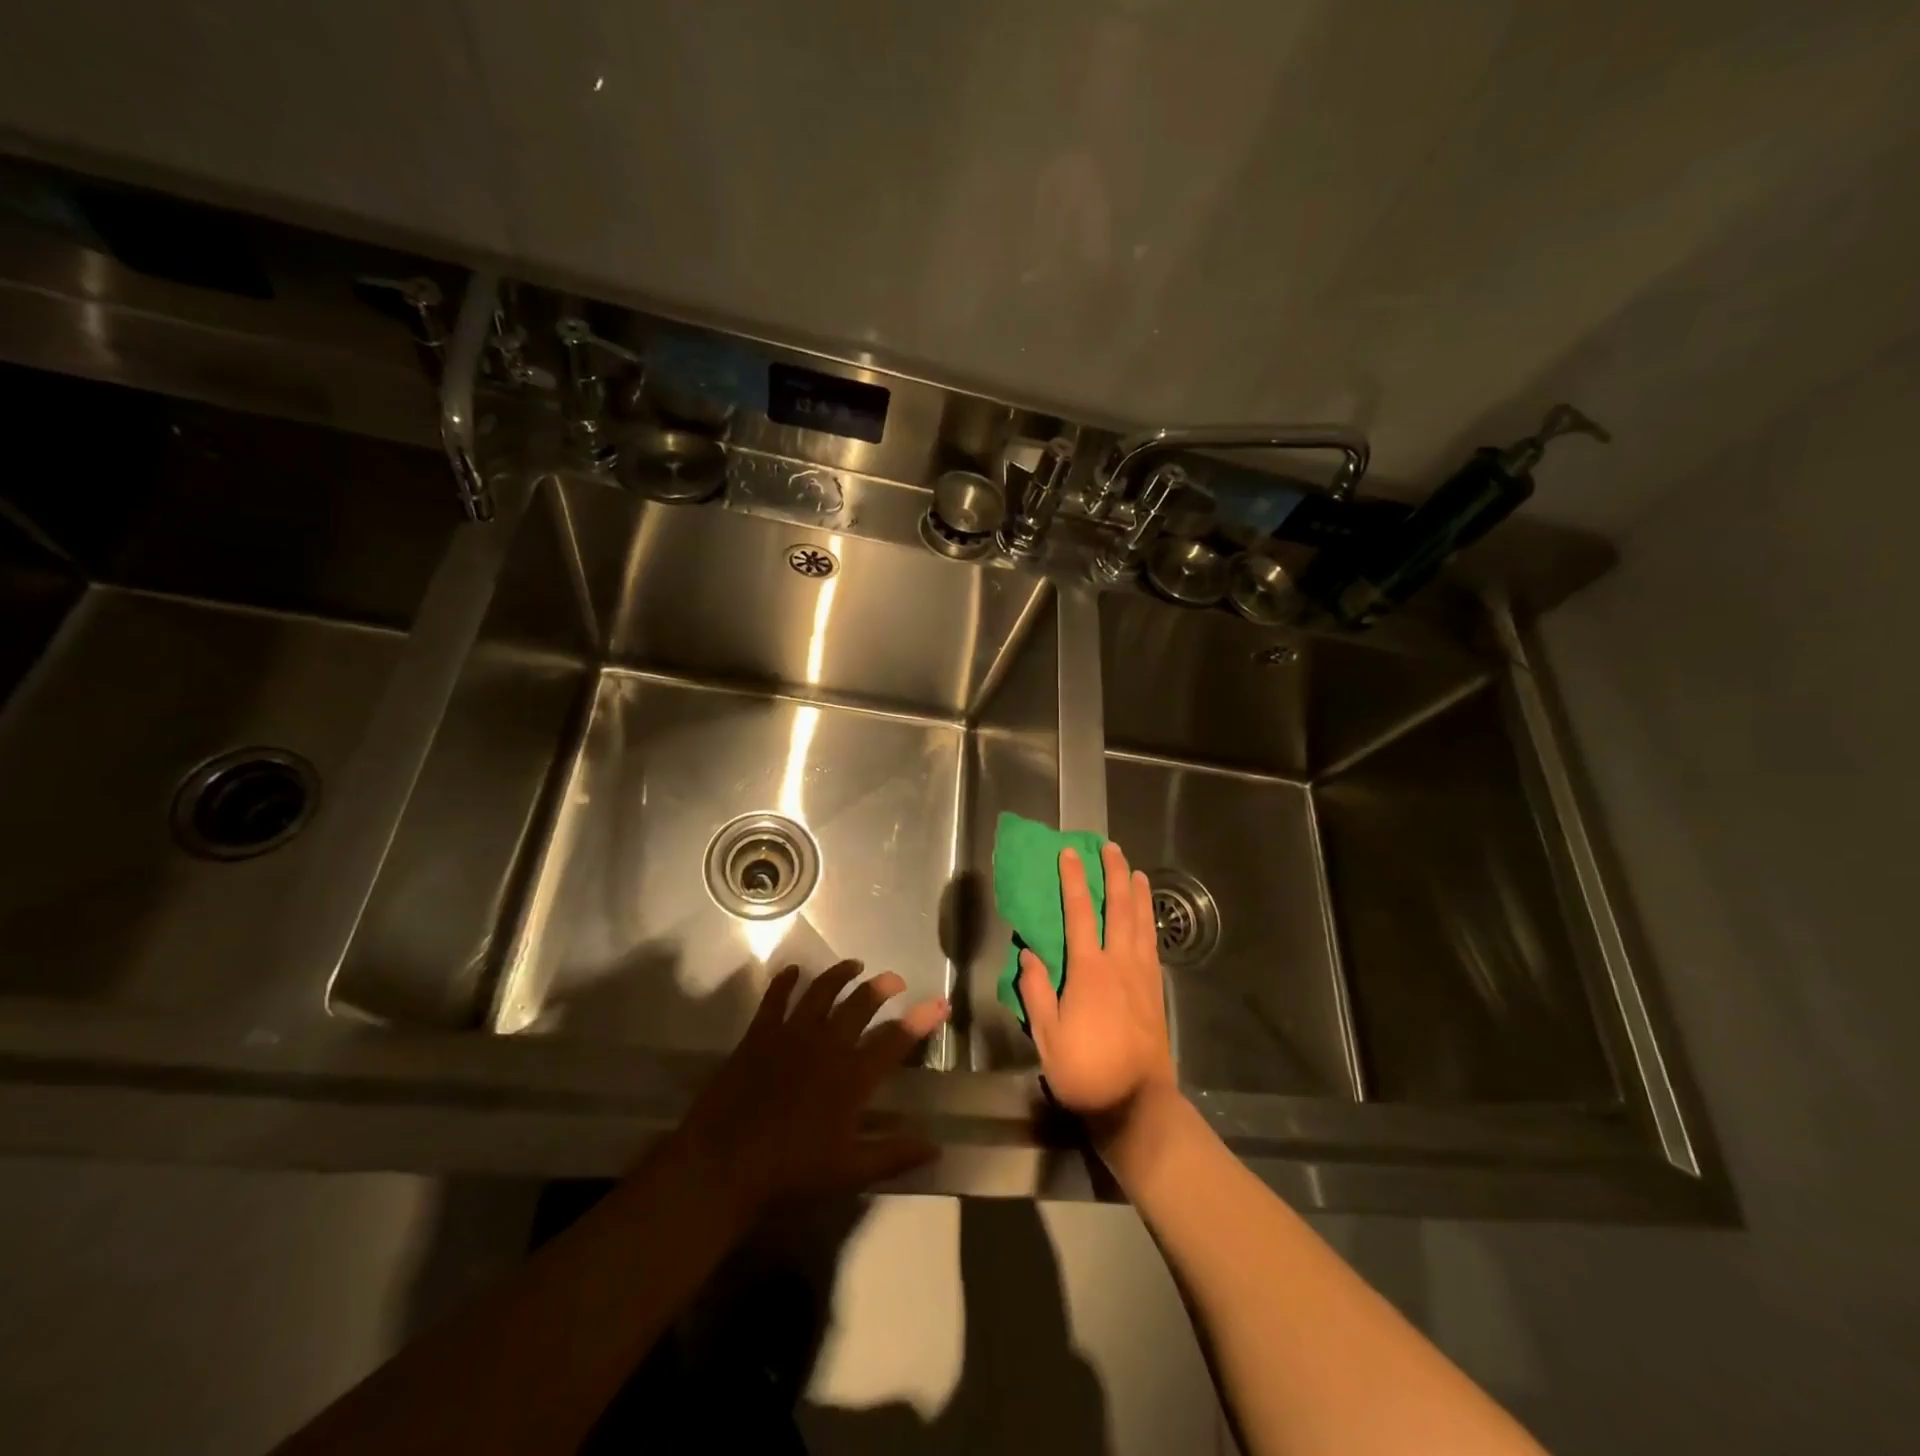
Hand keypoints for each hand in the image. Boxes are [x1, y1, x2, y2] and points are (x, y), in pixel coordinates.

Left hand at [676, 961, 948, 1216]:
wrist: (722, 1165)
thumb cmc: (790, 1173)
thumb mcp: (849, 1172)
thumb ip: (893, 1155)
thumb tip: (935, 1148)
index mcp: (852, 1076)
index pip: (896, 1039)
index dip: (921, 1019)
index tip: (940, 1003)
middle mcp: (827, 1044)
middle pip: (860, 1003)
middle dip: (882, 987)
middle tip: (894, 980)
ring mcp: (791, 1034)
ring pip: (822, 991)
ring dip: (840, 974)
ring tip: (854, 966)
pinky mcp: (759, 1034)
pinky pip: (776, 997)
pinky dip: (786, 980)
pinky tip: (793, 970)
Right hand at [1018, 842, 1178, 1141]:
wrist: (1136, 1105)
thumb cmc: (1085, 1072)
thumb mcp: (1047, 1036)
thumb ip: (1036, 991)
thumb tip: (1028, 953)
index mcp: (1089, 971)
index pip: (1079, 914)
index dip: (1074, 881)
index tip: (1070, 854)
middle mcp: (1119, 964)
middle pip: (1119, 909)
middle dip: (1114, 875)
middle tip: (1110, 848)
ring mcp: (1142, 976)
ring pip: (1141, 923)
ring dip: (1137, 893)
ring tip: (1134, 869)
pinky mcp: (1155, 991)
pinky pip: (1152, 945)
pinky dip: (1150, 922)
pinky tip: (1148, 915)